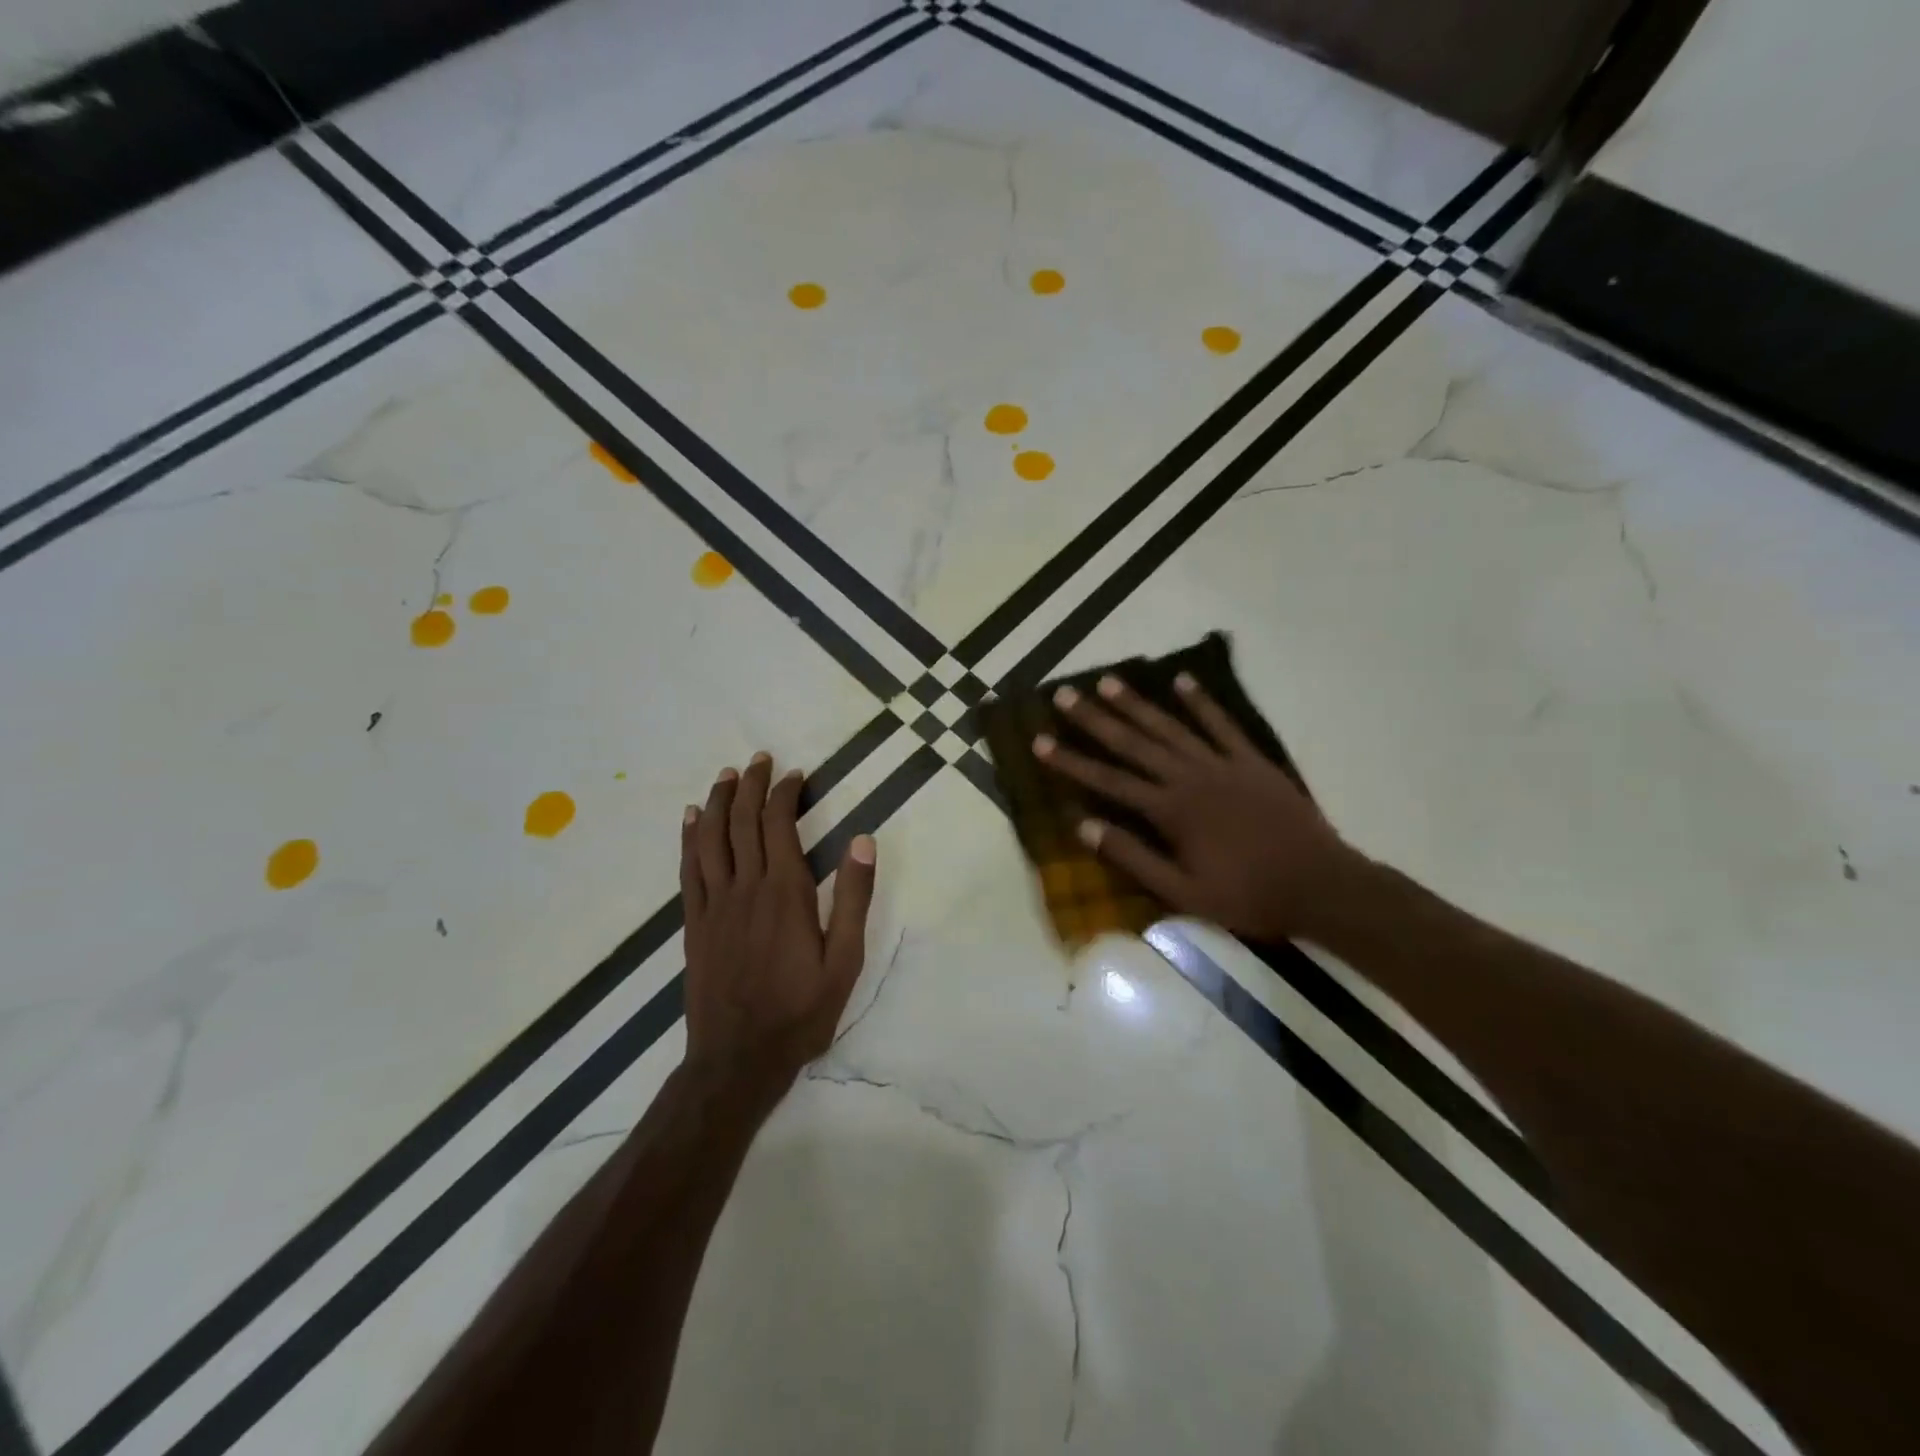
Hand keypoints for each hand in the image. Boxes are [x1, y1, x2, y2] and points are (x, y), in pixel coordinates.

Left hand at [680, 753, 877, 1099]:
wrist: (737, 1059)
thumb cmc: (801, 1011)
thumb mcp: (845, 961)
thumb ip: (853, 898)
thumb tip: (862, 840)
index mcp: (785, 892)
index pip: (779, 825)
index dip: (783, 794)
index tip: (794, 774)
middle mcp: (746, 888)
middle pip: (741, 822)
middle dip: (750, 785)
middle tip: (758, 759)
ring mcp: (714, 904)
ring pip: (710, 839)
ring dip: (716, 802)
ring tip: (725, 775)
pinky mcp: (694, 923)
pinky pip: (688, 869)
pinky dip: (689, 838)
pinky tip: (689, 819)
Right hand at [1035, 673, 1356, 942]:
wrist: (1321, 885)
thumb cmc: (1248, 896)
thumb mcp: (1183, 892)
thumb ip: (1133, 857)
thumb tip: (1084, 827)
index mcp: (1171, 811)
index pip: (1108, 781)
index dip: (1071, 762)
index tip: (1040, 742)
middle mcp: (1190, 777)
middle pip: (1134, 743)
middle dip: (1095, 719)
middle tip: (1064, 695)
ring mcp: (1223, 764)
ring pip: (1171, 727)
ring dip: (1137, 703)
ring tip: (1108, 681)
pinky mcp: (1252, 761)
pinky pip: (1222, 724)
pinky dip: (1201, 702)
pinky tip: (1183, 681)